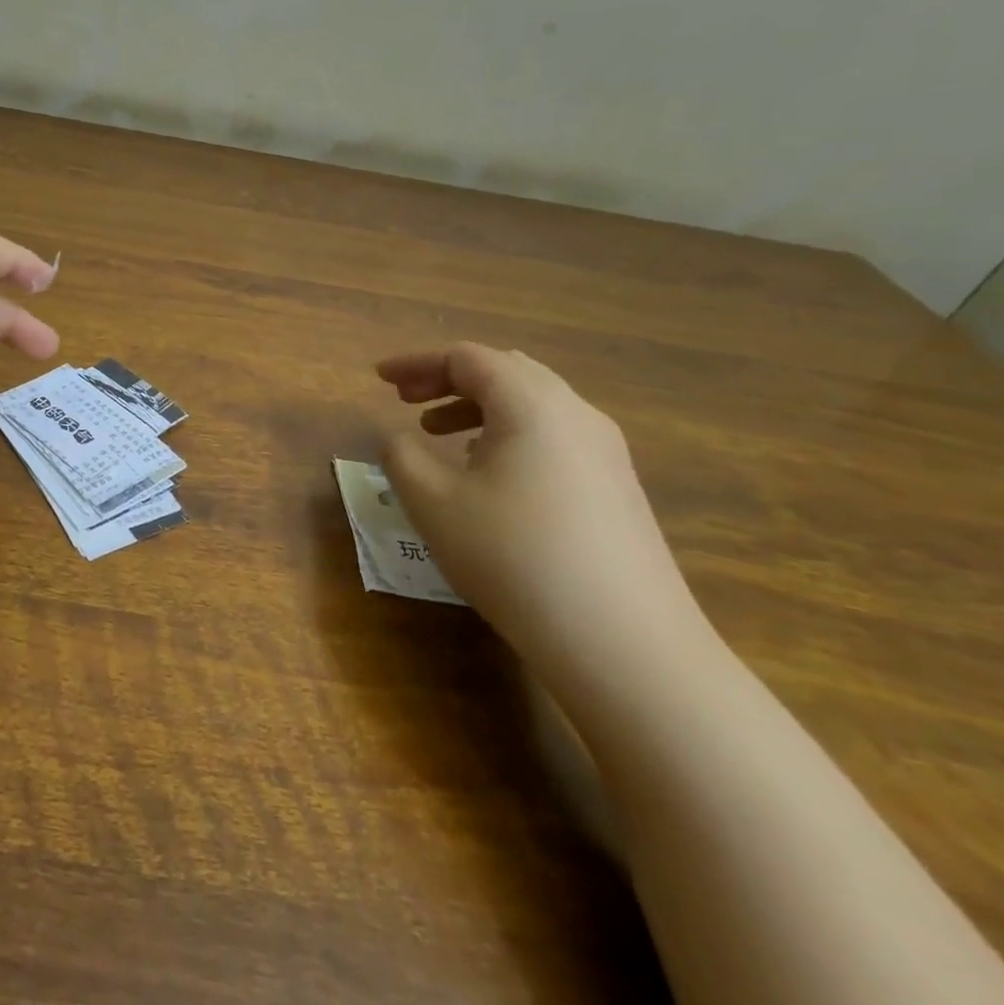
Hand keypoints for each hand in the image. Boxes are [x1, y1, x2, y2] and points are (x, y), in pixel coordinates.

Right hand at [378, 343, 705, 676]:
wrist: (625, 646)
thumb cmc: (514, 557)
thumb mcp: (433, 502)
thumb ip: (400, 455)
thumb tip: (397, 437)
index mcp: (531, 404)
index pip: (466, 358)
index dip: (416, 363)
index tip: (378, 379)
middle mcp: (576, 414)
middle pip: (504, 371)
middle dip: (448, 379)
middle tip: (405, 400)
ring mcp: (606, 453)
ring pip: (532, 404)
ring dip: (477, 407)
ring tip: (437, 433)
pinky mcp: (618, 489)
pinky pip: (553, 436)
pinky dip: (508, 434)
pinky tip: (487, 474)